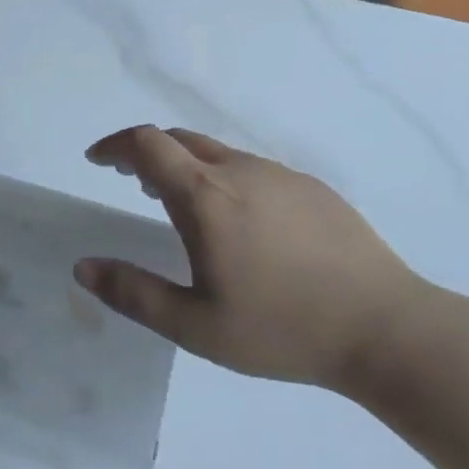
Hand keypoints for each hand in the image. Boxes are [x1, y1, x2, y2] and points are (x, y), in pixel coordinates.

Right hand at [75, 126, 430, 388]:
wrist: (385, 326)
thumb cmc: (282, 328)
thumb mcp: (195, 326)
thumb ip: (133, 293)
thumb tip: (83, 267)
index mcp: (205, 197)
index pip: (147, 144)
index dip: (116, 145)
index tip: (98, 160)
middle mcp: (240, 171)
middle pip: (180, 140)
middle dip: (146, 152)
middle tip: (131, 181)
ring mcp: (280, 175)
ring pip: (218, 154)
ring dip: (187, 166)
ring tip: (179, 202)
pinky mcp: (312, 188)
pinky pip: (253, 170)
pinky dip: (224, 178)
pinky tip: (240, 222)